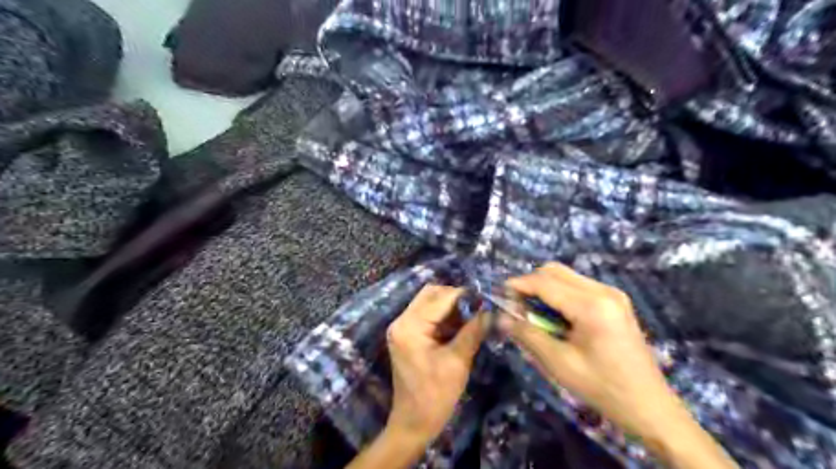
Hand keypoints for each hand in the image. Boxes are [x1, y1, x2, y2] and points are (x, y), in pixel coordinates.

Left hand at [385, 286, 490, 442]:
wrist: (414, 423)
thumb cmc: (435, 396)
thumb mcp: (458, 361)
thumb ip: (474, 331)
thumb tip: (492, 310)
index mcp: (410, 326)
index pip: (440, 298)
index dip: (465, 295)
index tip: (487, 298)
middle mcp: (402, 320)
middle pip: (431, 294)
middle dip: (457, 297)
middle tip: (480, 307)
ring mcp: (403, 327)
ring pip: (430, 302)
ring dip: (452, 306)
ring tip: (475, 315)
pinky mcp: (408, 335)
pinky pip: (428, 315)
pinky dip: (445, 316)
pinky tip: (463, 324)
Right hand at [498, 262, 733, 466]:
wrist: (649, 405)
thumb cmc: (602, 387)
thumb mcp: (559, 364)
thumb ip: (528, 335)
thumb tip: (502, 317)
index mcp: (592, 306)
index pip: (544, 282)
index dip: (517, 286)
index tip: (498, 296)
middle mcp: (603, 291)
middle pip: (554, 271)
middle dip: (530, 284)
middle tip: (516, 307)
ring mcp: (612, 293)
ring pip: (565, 276)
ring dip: (544, 288)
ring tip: (532, 314)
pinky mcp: (614, 300)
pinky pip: (577, 285)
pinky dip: (559, 294)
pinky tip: (555, 317)